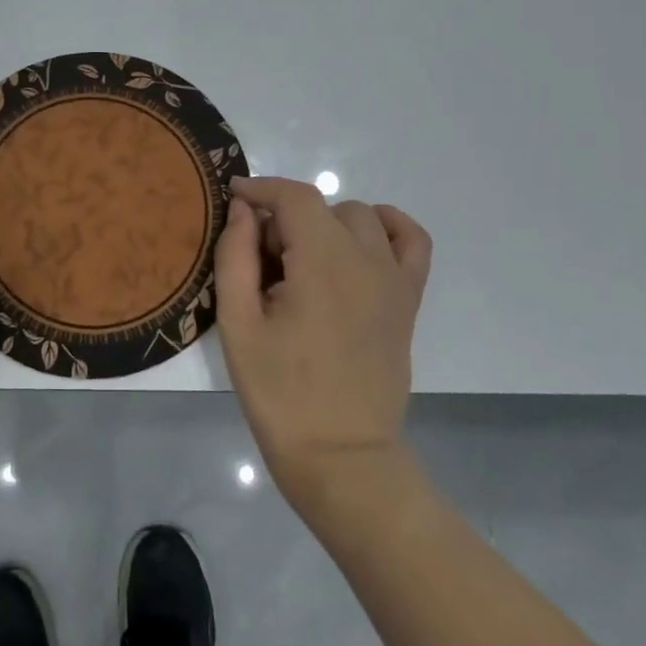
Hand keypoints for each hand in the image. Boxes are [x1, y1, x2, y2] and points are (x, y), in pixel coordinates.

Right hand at [214, 176, 431, 516]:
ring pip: (361, 218)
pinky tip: (360, 243)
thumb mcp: (238, 325)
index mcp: (322, 264)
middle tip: (260, 259)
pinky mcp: (408, 301)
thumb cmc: (280, 394)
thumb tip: (242, 209)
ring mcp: (394, 280)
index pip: (294, 197)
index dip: (260, 189)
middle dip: (285, 217)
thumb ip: (235, 257)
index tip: (233, 197)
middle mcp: (366, 261)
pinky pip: (412, 241)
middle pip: (323, 207)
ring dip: (326, 223)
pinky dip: (389, 226)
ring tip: (303, 260)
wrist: (341, 457)